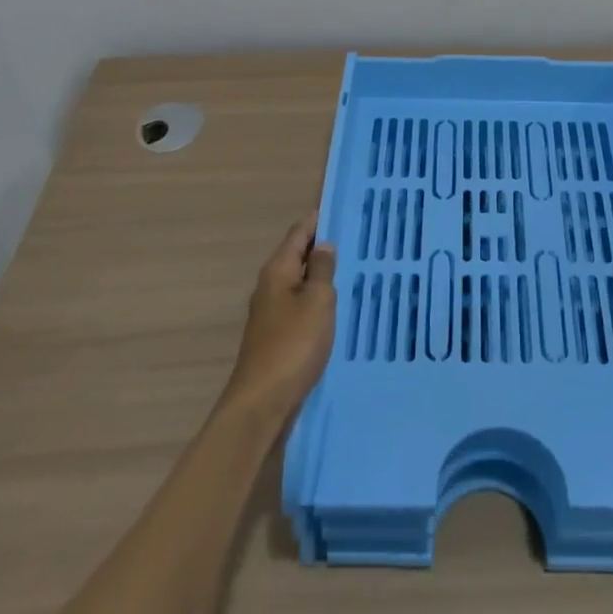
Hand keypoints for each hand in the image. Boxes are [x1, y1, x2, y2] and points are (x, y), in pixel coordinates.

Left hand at [220, 216, 337, 421]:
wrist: (262, 404)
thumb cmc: (293, 345)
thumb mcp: (317, 301)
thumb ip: (321, 270)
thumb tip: (322, 245)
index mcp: (277, 271)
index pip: (298, 234)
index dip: (317, 221)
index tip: (338, 210)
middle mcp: (269, 287)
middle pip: (295, 257)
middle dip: (319, 248)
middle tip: (351, 239)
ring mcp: (269, 314)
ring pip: (297, 283)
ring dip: (317, 276)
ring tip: (347, 270)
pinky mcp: (274, 337)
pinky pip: (298, 306)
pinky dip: (314, 300)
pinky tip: (331, 308)